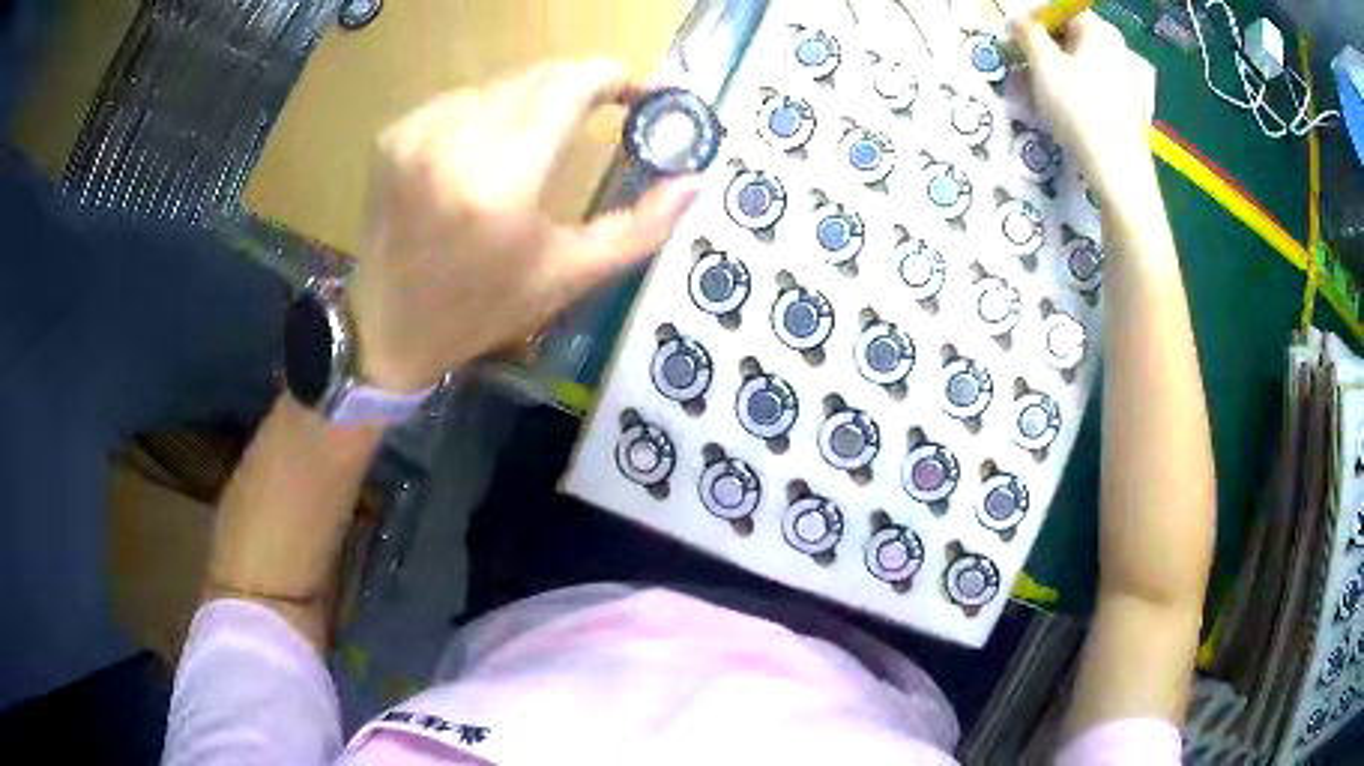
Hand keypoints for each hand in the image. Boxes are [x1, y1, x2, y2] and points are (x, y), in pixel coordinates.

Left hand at [349, 60, 699, 392]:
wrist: (386, 331)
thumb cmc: (480, 311)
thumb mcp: (568, 277)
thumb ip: (639, 228)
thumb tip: (692, 182)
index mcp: (501, 179)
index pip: (571, 83)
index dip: (615, 76)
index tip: (640, 94)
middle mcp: (454, 139)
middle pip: (539, 74)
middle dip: (580, 87)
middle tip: (605, 113)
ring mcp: (417, 131)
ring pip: (503, 84)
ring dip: (535, 101)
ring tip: (541, 143)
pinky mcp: (394, 134)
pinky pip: (462, 99)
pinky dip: (489, 113)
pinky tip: (485, 154)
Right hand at [1011, 13, 1154, 197]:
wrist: (1119, 172)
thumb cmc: (1080, 109)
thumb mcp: (1043, 65)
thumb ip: (1027, 34)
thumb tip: (1017, 20)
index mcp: (1099, 31)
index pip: (1061, 9)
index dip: (1034, 20)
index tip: (1016, 39)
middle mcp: (1118, 48)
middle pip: (1075, 35)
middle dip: (1047, 46)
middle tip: (1026, 65)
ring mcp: (1129, 79)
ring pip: (1085, 62)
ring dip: (1060, 69)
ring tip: (1043, 91)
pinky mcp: (1132, 106)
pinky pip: (1099, 85)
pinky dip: (1079, 88)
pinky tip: (1068, 110)